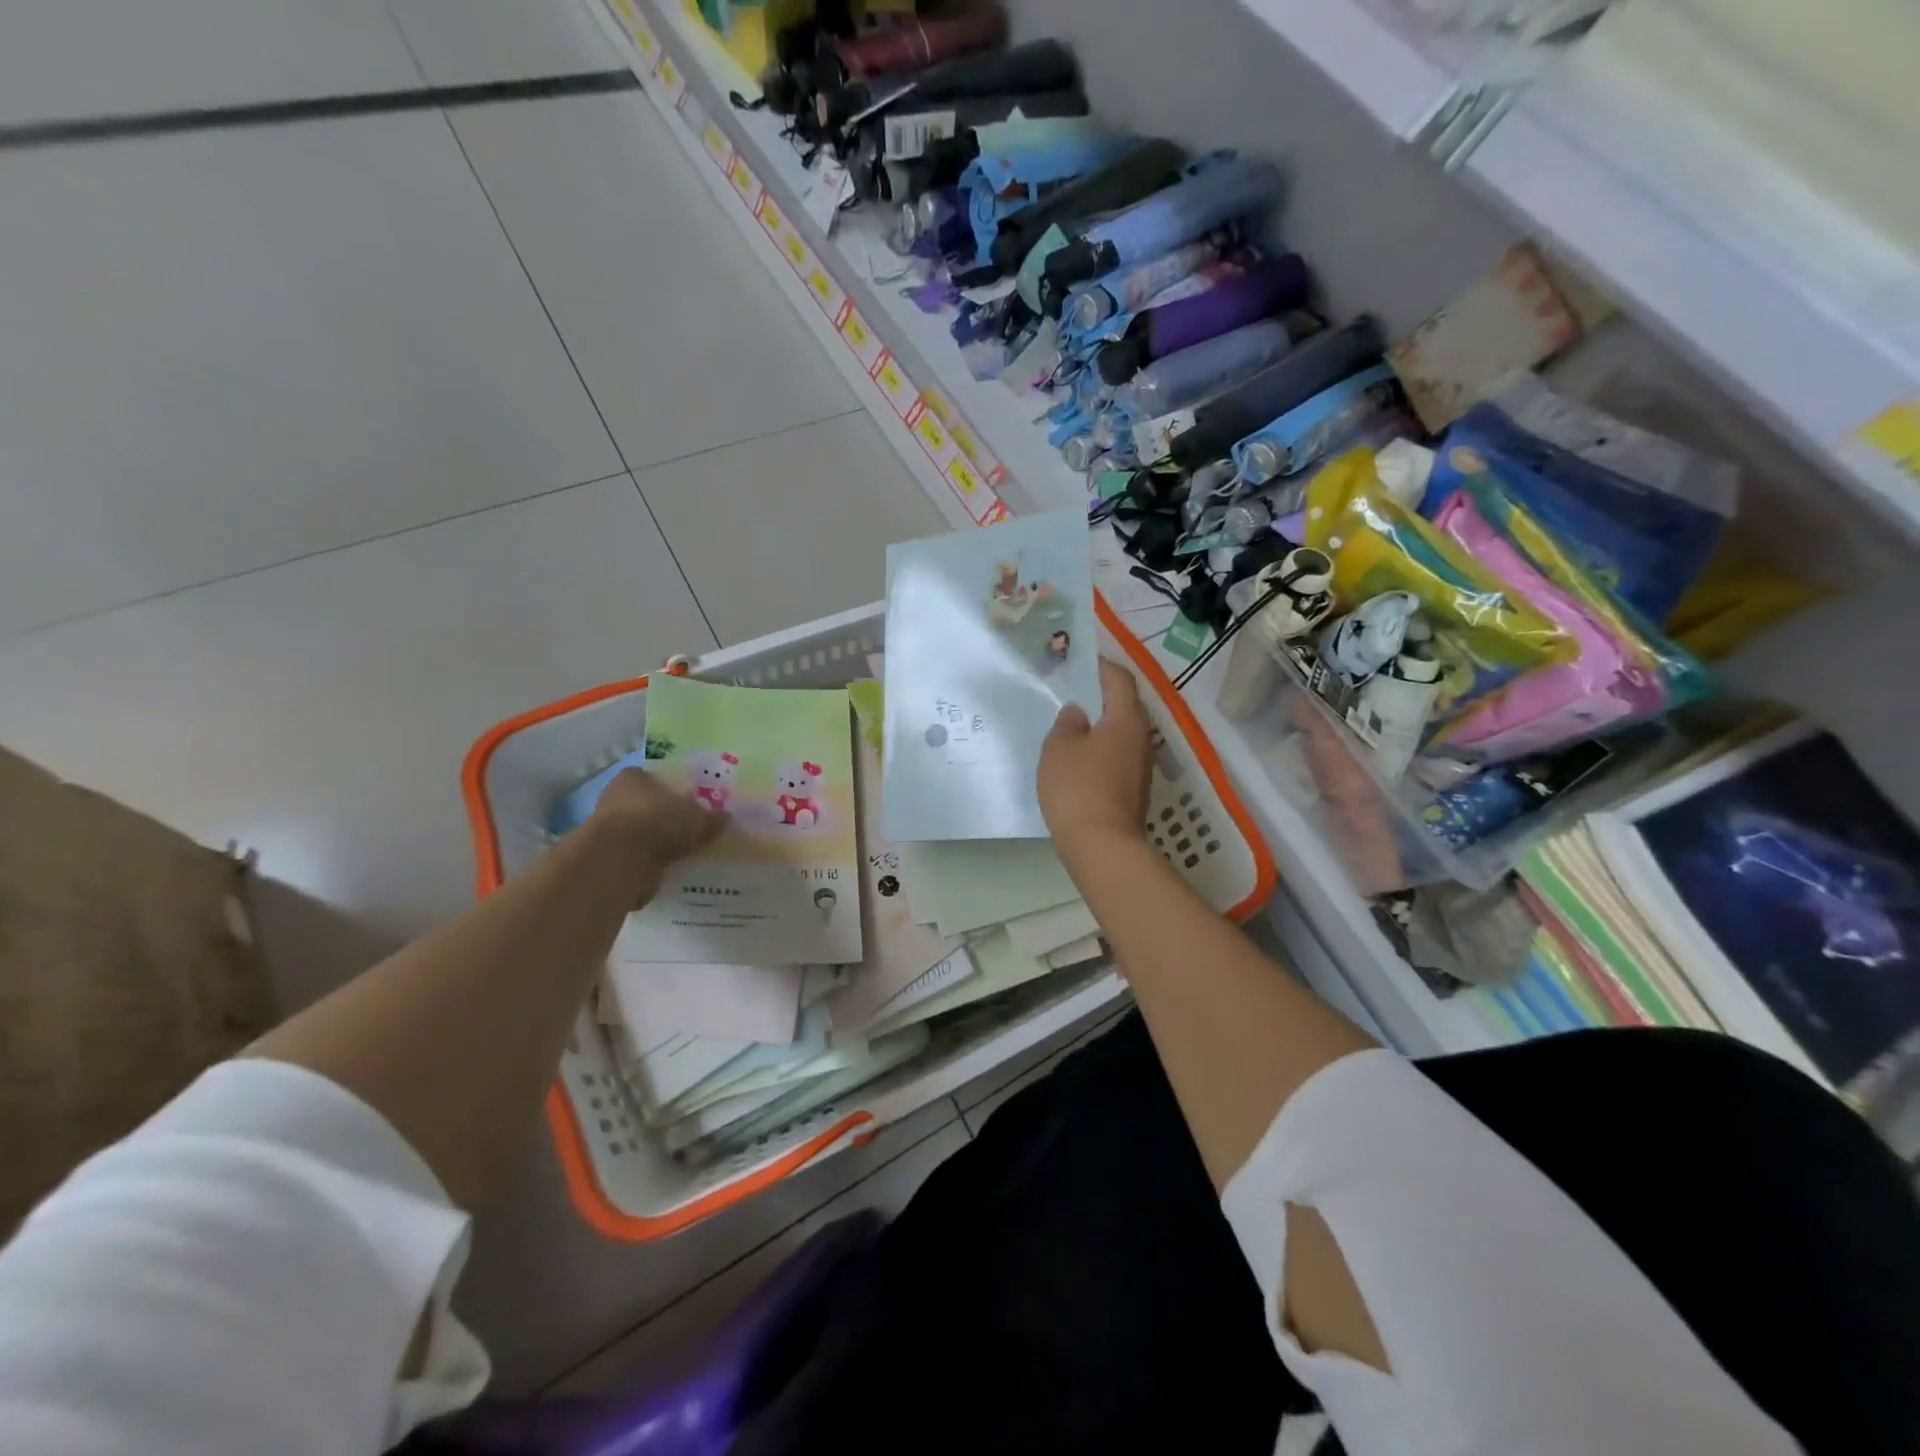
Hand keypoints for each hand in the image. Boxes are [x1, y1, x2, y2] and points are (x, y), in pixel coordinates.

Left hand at [589, 768, 727, 900]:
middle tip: (688, 828)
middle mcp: (614, 797)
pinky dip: (647, 862)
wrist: (620, 860)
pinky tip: (666, 869)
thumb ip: (711, 818)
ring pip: (638, 831)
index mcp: (634, 777)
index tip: (689, 802)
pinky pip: (633, 856)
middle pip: (645, 805)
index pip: (653, 777)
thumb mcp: (698, 818)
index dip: (672, 789)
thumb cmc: (659, 822)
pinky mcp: (605, 856)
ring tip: (681, 851)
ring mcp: (605, 828)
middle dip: (663, 816)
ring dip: (655, 841)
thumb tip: (726, 818)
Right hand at [1038, 660, 1152, 860]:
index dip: (1101, 667)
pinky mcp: (1134, 791)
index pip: (1120, 680)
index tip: (1080, 663)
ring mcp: (1141, 768)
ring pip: (1121, 735)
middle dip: (1100, 697)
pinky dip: (1101, 752)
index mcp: (1126, 720)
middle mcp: (1141, 739)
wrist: (1103, 847)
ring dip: (1100, 727)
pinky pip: (1117, 759)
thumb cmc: (1078, 788)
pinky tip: (1078, 762)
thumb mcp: (1059, 749)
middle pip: (1124, 707)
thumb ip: (1067, 724)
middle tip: (1072, 694)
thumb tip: (1078, 712)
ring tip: (1071, 728)